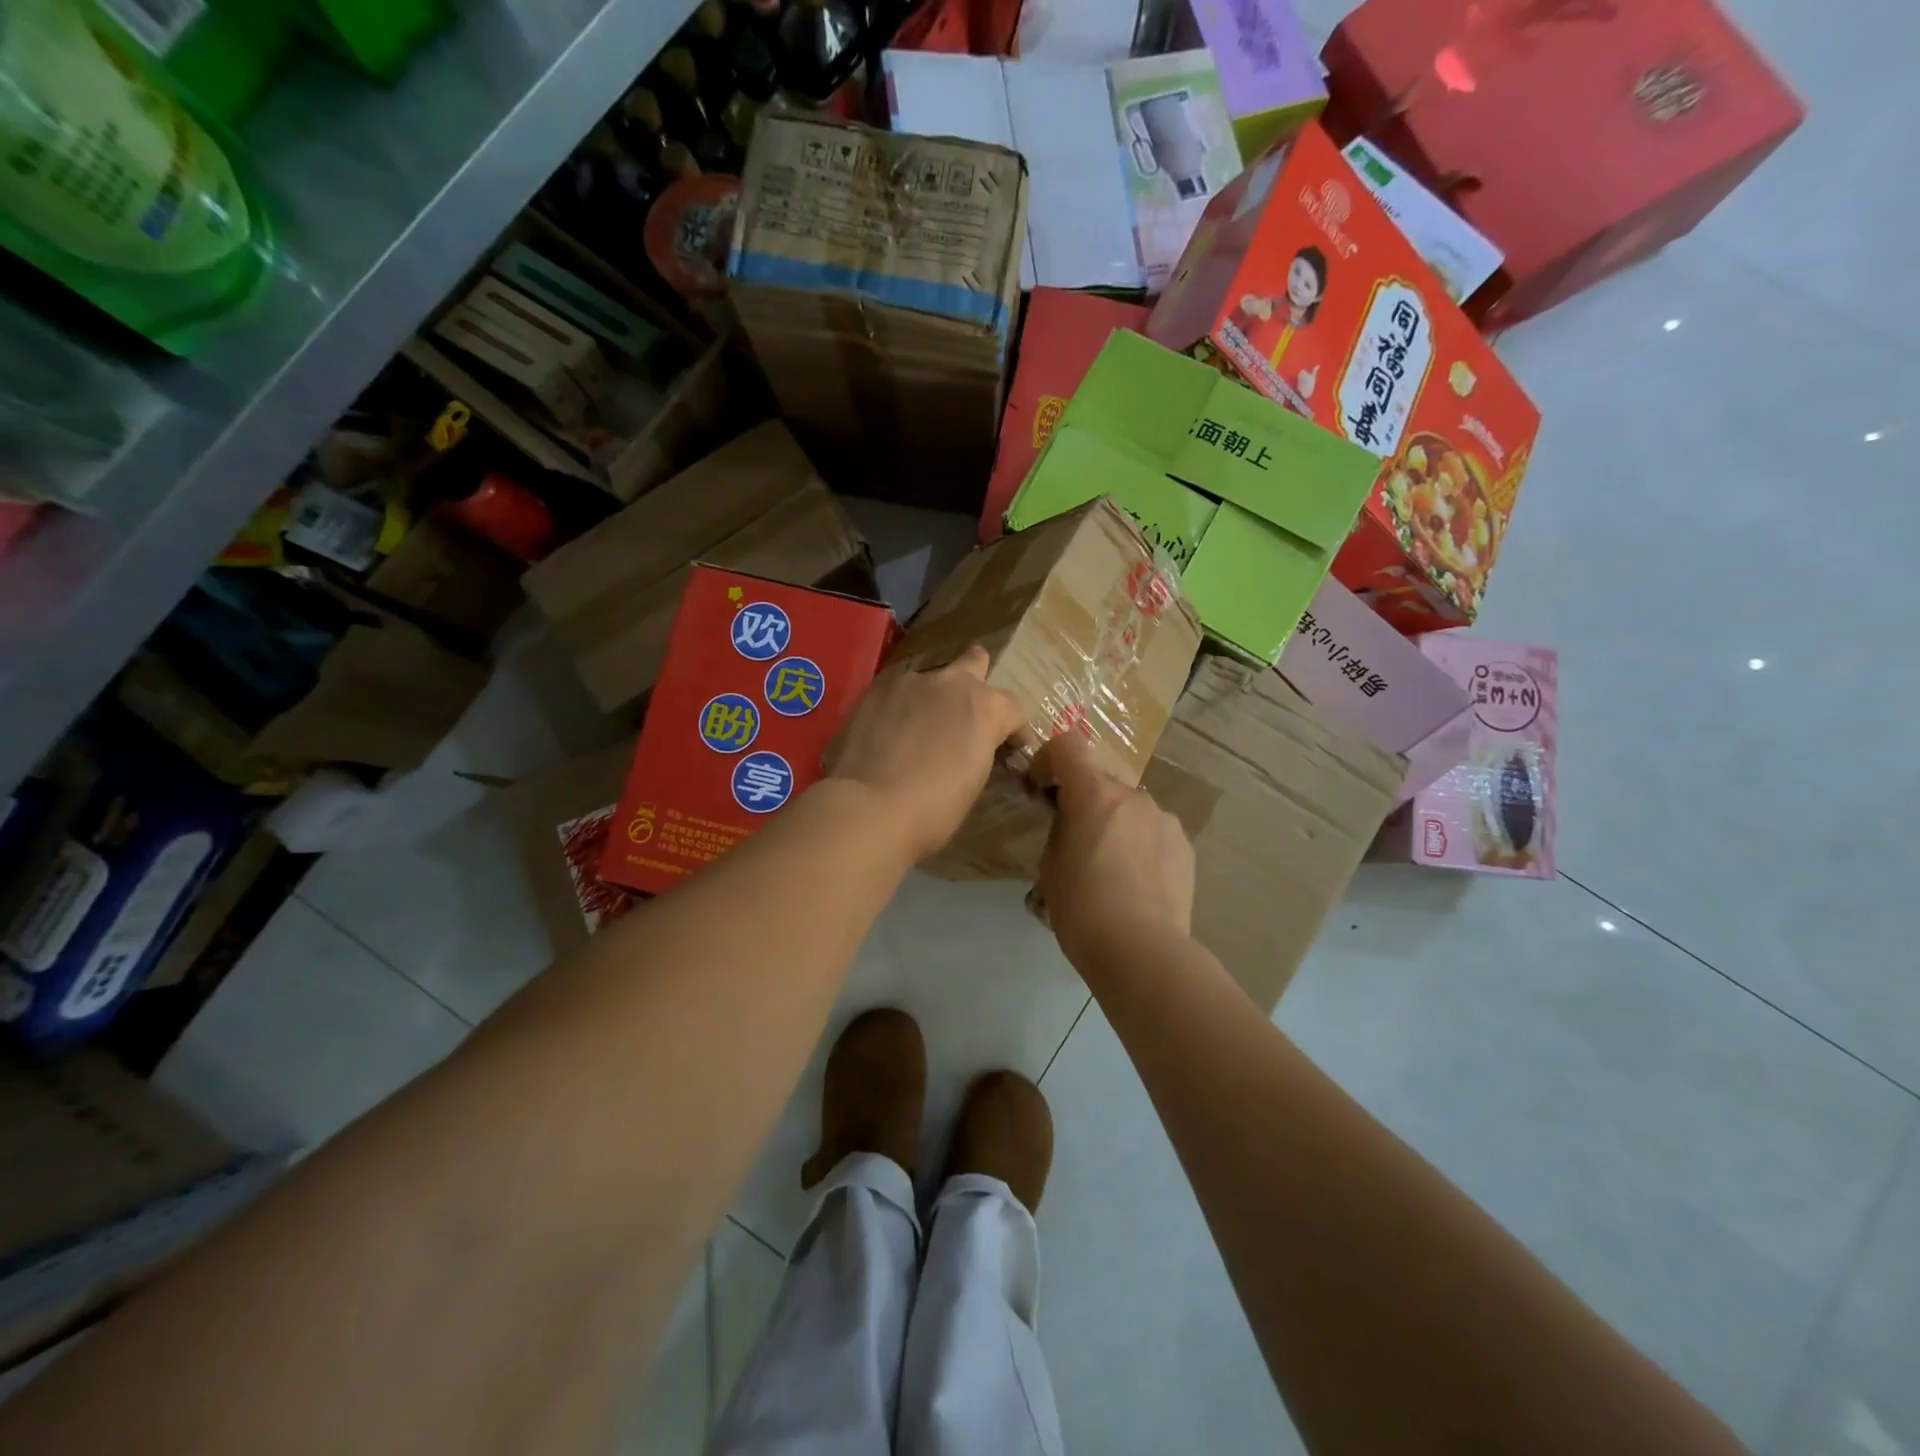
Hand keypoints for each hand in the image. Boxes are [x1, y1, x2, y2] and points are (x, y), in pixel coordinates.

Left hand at [828, 645, 1029, 863]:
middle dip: (976, 682)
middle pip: (975, 662)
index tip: (1010, 750)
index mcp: (986, 707)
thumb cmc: (934, 807)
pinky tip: (891, 732)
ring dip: (933, 699)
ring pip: (931, 680)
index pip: (1012, 709)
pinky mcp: (876, 689)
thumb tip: (974, 749)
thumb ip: (980, 751)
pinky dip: (901, 708)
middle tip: (967, 714)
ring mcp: (911, 682)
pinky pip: (898, 692)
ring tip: (920, 728)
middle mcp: (952, 683)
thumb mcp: (974, 781)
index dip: (1014, 730)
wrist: (870, 806)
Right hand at [1033, 732, 1194, 968]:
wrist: (1142, 951)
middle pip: (1100, 781)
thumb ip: (1061, 829)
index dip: (1049, 758)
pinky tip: (1137, 882)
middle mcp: (1133, 796)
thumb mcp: (1051, 865)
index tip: (1042, 787)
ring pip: (1129, 808)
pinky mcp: (1185, 845)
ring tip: (1110, 868)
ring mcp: (1164, 819)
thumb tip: (1072, 821)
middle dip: (1084, 801)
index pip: (1068, 745)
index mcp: (1094, 794)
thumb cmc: (1082, 909)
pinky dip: (1140, 844)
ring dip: (1115, 823)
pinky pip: (1153, 831)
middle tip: (1075, 841)